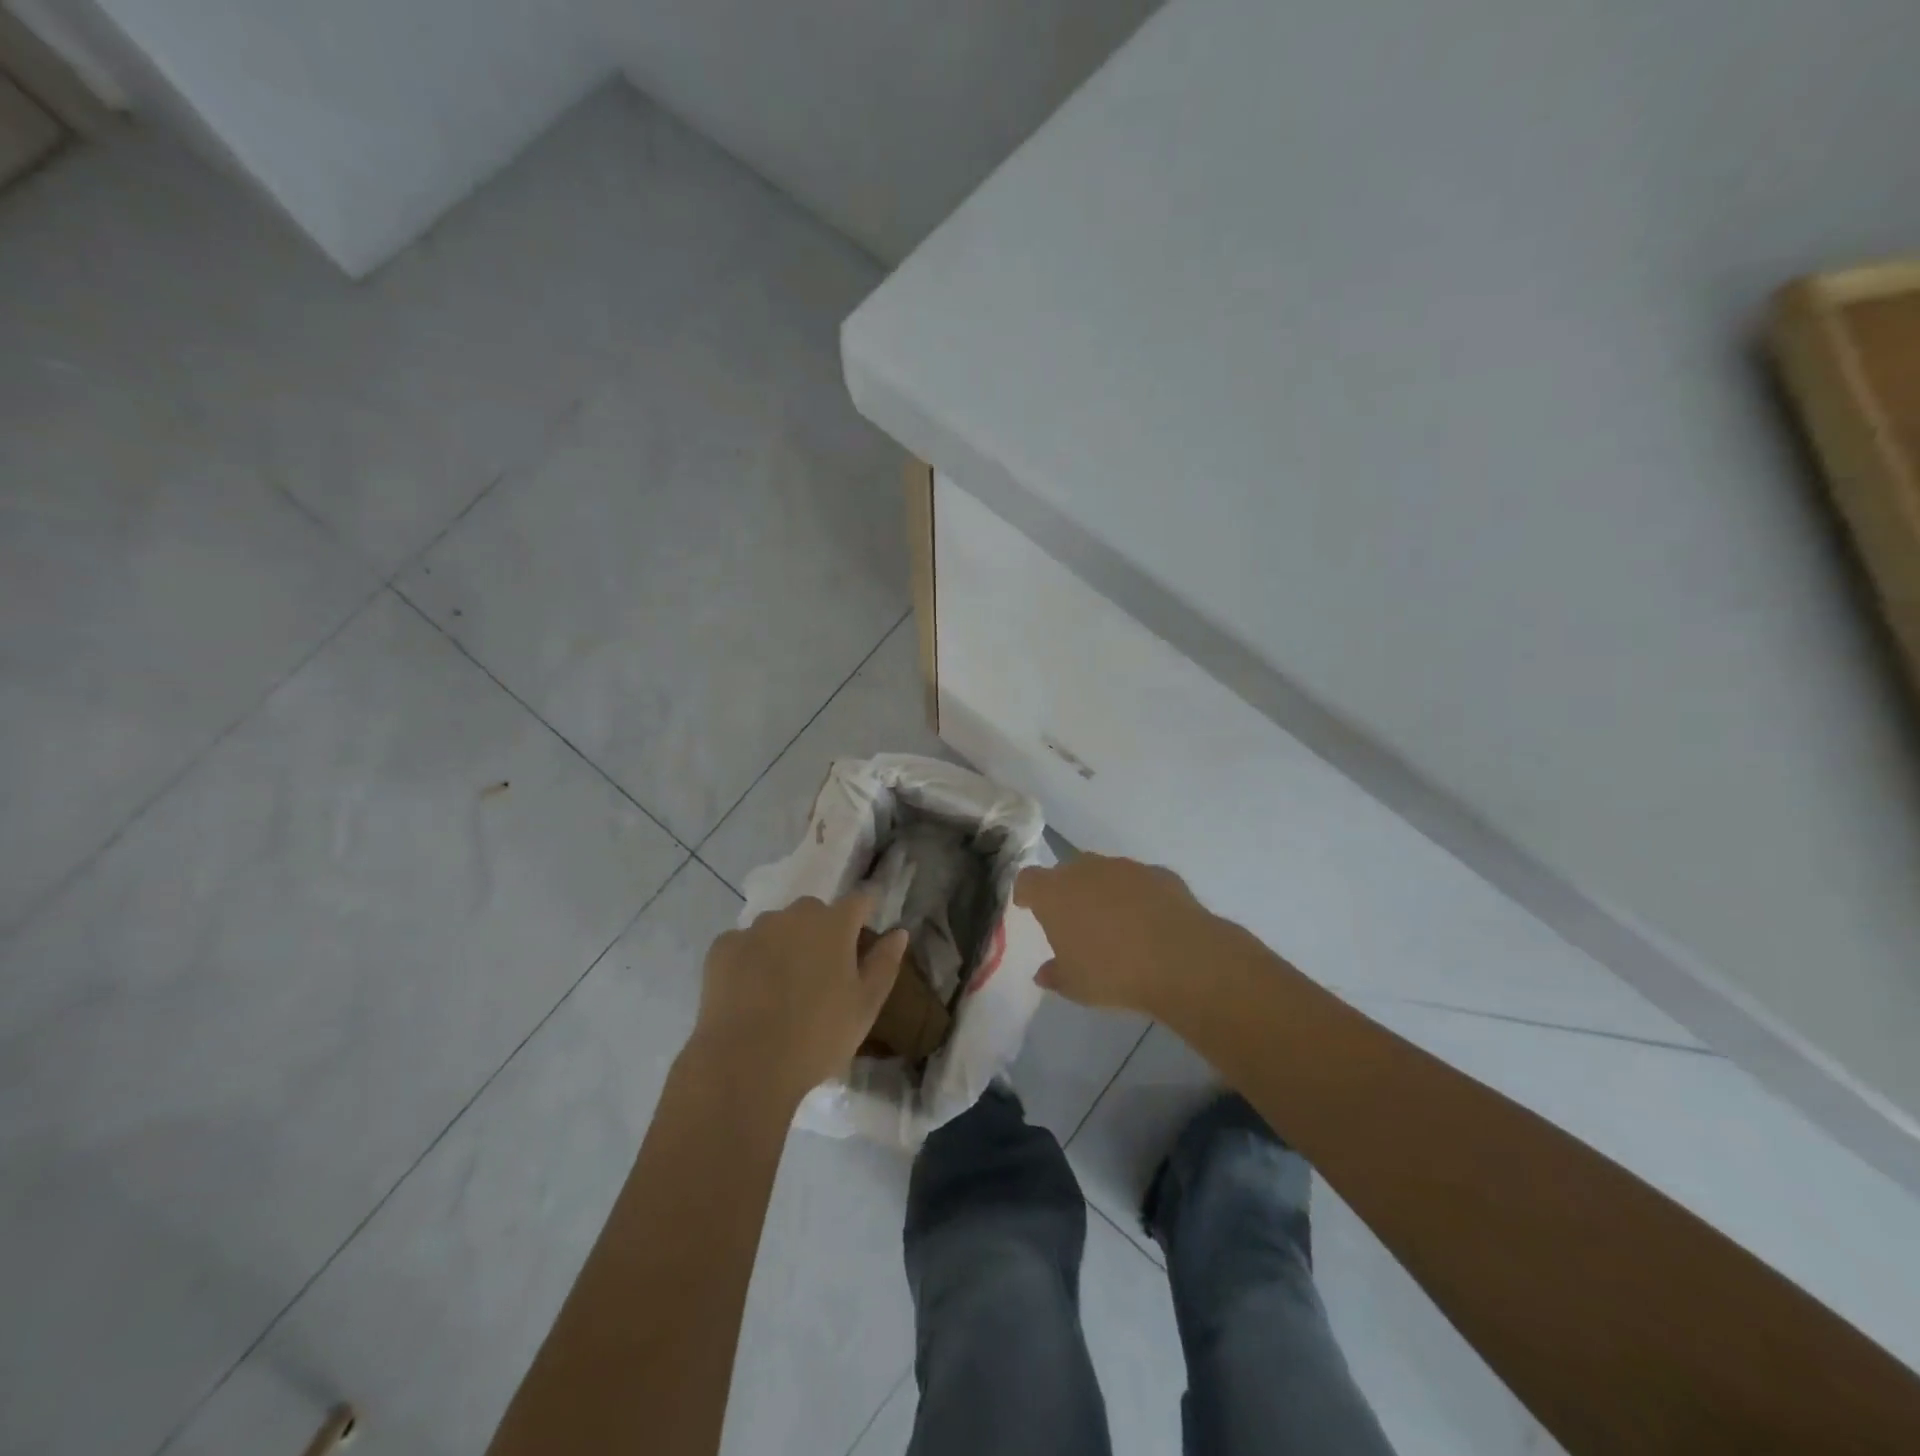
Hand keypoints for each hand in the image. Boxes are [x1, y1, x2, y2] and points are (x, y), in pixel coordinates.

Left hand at [690, 893, 907, 1103]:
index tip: (864, 934)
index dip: (864, 913)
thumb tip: (899, 932)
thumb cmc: (818, 1036)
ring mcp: (755, 929)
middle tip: (821, 972)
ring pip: (777, 926)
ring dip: (784, 943)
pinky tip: (749, 992)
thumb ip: (884, 963)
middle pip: (814, 912)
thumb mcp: (865, 1006)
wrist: (745, 1065)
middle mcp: (795, 915)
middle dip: (821, 931)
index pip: (859, 901)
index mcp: (834, 924)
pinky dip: (750, 959)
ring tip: (781, 986)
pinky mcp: (722, 947)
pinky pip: (744, 944)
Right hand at [1014, 854, 1214, 1018]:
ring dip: (1103, 891)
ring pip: (1105, 873)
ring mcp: (1125, 867)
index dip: (1026, 892)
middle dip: (1067, 891)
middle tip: (1074, 920)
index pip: (1028, 880)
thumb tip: (1043, 973)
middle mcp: (1086, 869)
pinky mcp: (1159, 873)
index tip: (1028, 906)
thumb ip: (1055, 974)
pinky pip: (1139, 882)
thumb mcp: (1075, 985)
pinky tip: (1149, 923)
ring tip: (1114, 923)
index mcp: (1055, 893)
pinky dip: (1138, 897)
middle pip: (1067, 871)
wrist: (1180, 958)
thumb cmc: (1113, 972)